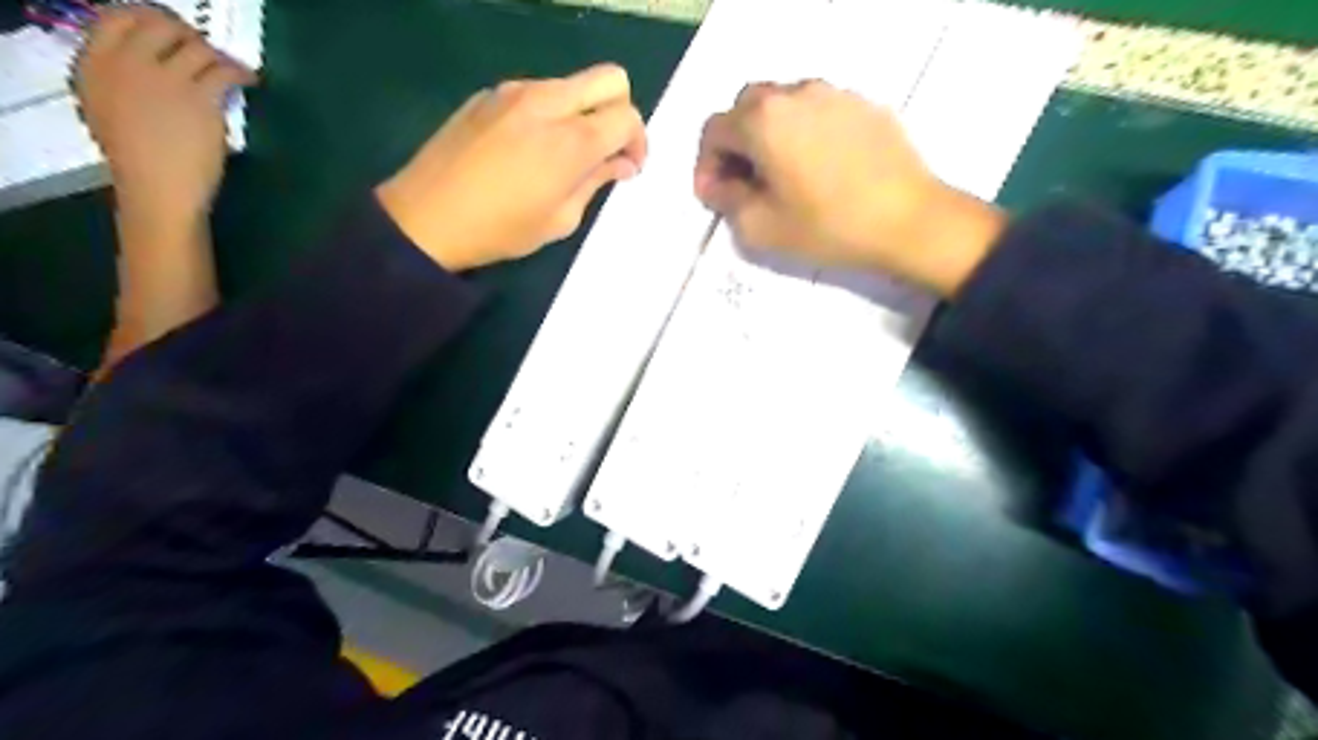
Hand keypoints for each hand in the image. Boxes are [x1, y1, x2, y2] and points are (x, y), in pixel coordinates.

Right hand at [75, 7, 256, 225]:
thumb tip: (152, 69)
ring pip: (196, 45)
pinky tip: (248, 79)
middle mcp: (125, 62)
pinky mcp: (198, 96)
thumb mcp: (108, 108)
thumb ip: (122, 81)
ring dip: (218, 55)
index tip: (170, 31)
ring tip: (231, 69)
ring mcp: (162, 77)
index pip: (116, 18)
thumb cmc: (137, 160)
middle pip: (158, 23)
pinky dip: (241, 71)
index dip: (147, 19)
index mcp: (93, 64)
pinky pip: (223, 69)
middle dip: (186, 32)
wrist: (157, 186)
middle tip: (205, 48)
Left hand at [378, 61, 647, 271]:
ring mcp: (514, 91)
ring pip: (572, 84)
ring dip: (583, 112)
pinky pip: (538, 92)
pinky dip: (551, 113)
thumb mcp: (561, 219)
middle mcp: (547, 102)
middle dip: (621, 110)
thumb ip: (596, 181)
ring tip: (566, 154)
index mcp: (571, 139)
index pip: (627, 115)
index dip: (637, 141)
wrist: (426, 218)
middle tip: (609, 148)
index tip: (628, 166)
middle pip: (609, 78)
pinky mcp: (489, 94)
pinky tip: (530, 149)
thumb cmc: (500, 229)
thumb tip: (620, 163)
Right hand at [694, 80, 1004, 294]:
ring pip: (785, 105)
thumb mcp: (760, 227)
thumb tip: (714, 184)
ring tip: (785, 175)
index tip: (716, 195)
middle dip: (737, 144)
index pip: (714, 130)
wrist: (910, 222)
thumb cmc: (828, 228)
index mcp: (763, 120)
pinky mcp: (865, 105)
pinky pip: (820, 112)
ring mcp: (835, 94)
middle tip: (746, 183)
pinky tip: (822, 169)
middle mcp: (795, 93)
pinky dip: (806, 133)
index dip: (706, 165)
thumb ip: (725, 200)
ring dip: (771, 135)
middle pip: (747, 108)